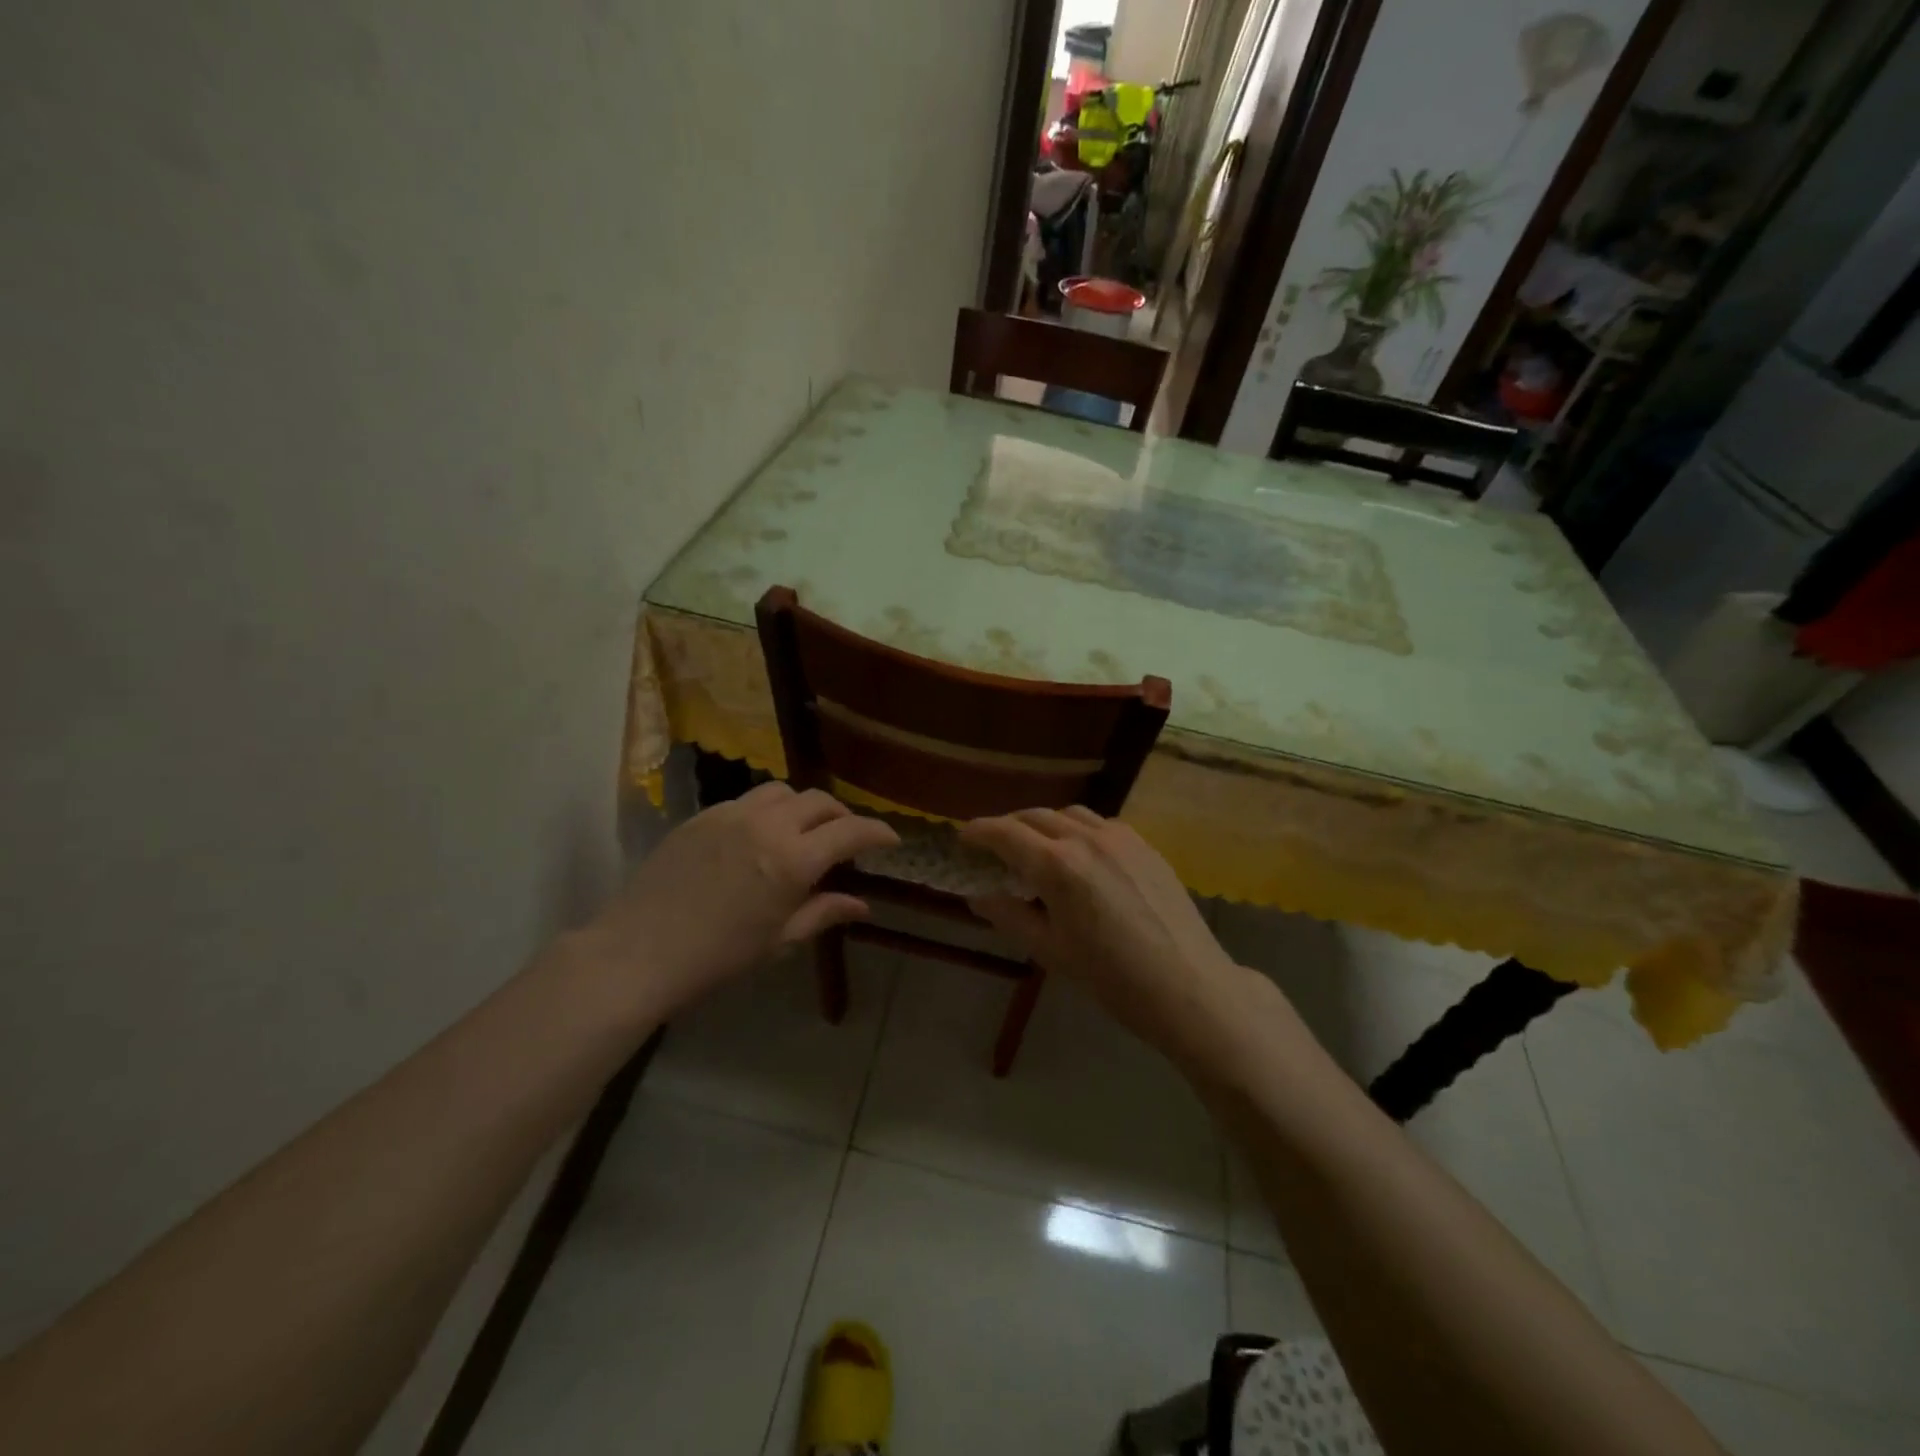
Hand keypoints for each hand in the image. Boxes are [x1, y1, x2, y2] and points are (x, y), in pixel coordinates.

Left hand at [570, 782, 899, 1022]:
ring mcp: (731, 814)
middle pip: (819, 801)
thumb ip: (823, 913)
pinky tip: (759, 837)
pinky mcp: (702, 815)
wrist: (638, 952)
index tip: (891, 839)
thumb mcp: (779, 941)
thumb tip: (862, 905)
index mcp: (792, 860)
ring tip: (803, 831)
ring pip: (783, 791)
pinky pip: (747, 800)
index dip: (877, 832)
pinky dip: (768, 811)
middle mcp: (767, 825)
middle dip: (841, 816)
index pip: (850, 832)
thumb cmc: (717, 958)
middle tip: (847, 838)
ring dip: (803, 806)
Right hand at [959, 807, 1245, 1055]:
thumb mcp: (1050, 951)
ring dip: (1044, 824)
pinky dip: (1077, 829)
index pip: (1005, 833)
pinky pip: (1100, 824)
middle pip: (1035, 816)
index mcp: (1057, 866)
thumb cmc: (1112, 978)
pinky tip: (1080, 855)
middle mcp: (1086, 839)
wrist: (1189, 986)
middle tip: (994, 846)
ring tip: (1036, 847)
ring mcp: (1120, 837)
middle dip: (1008, 826)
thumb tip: (978, 895)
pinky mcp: (1145, 845)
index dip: (979, 831)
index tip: (963, 837)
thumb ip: (1009, 916)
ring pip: (1069, 814)